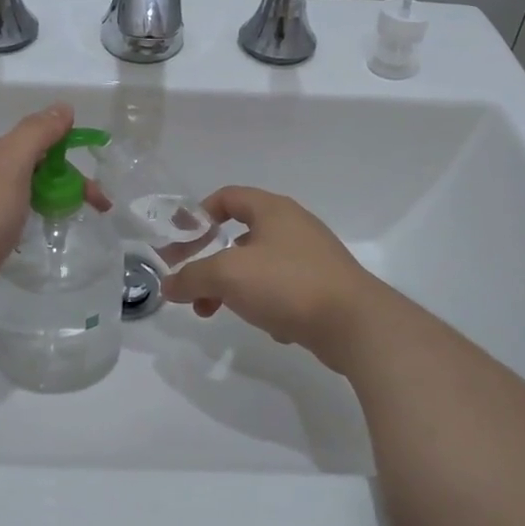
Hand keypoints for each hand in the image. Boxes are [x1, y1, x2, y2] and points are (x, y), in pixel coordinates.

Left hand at [0, 105, 106, 327]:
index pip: (37, 144)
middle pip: (34, 170)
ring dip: (51, 202)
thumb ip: (37, 133)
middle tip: (96, 208)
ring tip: (72, 222)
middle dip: (66, 183)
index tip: (94, 180)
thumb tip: (63, 106)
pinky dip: (33, 223)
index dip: (68, 156)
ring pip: (24, 197)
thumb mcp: (12, 162)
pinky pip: (14, 222)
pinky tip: (40, 238)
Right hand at [161, 187, 382, 373]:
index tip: (179, 242)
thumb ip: (192, 277)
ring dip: (233, 287)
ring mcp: (312, 257)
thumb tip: (168, 284)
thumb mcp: (228, 275)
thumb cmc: (287, 284)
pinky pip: (283, 290)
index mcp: (273, 210)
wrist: (356, 325)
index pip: (227, 197)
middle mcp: (294, 226)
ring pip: (259, 266)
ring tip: (216, 313)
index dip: (198, 215)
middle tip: (192, 288)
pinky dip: (267, 304)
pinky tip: (268, 327)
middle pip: (239, 235)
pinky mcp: (324, 287)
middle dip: (210, 262)